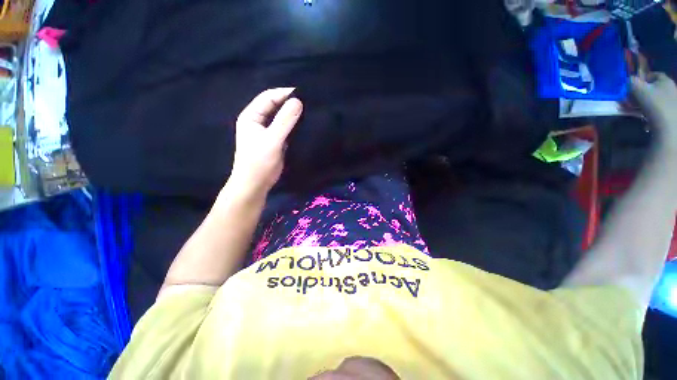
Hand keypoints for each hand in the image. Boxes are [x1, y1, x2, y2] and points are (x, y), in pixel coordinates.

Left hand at [229, 88, 302, 196]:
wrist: (255, 184)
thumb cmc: (259, 162)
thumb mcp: (272, 140)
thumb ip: (284, 121)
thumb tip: (298, 101)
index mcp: (251, 116)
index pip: (268, 97)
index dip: (284, 93)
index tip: (302, 93)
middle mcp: (258, 121)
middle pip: (274, 106)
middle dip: (289, 103)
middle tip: (308, 102)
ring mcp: (267, 132)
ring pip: (281, 118)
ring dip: (293, 115)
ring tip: (309, 112)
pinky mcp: (275, 141)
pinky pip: (285, 129)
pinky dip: (294, 126)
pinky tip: (305, 125)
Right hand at [632, 74, 676, 148]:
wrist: (669, 128)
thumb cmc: (655, 105)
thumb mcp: (640, 90)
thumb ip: (632, 82)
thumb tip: (628, 80)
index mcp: (665, 81)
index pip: (654, 75)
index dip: (643, 79)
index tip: (633, 86)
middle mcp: (670, 89)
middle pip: (653, 89)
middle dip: (640, 94)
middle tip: (630, 101)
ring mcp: (671, 103)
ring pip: (653, 101)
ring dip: (642, 106)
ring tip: (632, 113)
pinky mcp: (670, 115)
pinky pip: (657, 112)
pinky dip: (648, 115)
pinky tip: (644, 122)